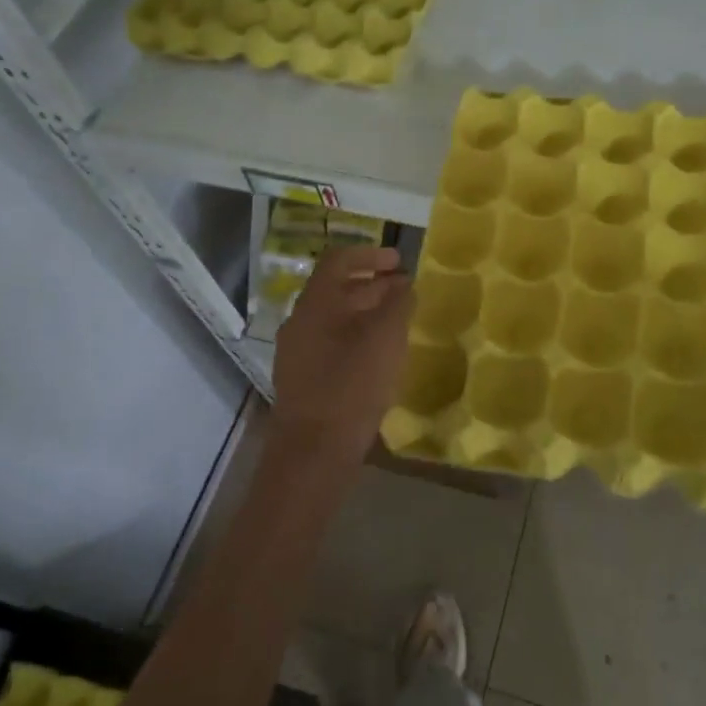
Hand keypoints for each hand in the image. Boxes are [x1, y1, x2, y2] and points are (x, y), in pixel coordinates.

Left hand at [272, 244, 414, 469]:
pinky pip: (333, 344)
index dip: (370, 254)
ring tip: (400, 321)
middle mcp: (301, 321)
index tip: (399, 261)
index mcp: (315, 303)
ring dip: (368, 313)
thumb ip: (398, 304)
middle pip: (337, 289)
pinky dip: (358, 337)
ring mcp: (299, 352)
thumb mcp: (385, 338)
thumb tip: (404, 285)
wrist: (314, 452)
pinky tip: (382, 355)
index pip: (339, 260)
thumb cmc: (351, 385)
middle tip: (407, 290)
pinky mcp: (304, 379)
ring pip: (336, 319)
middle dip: (374, 285)